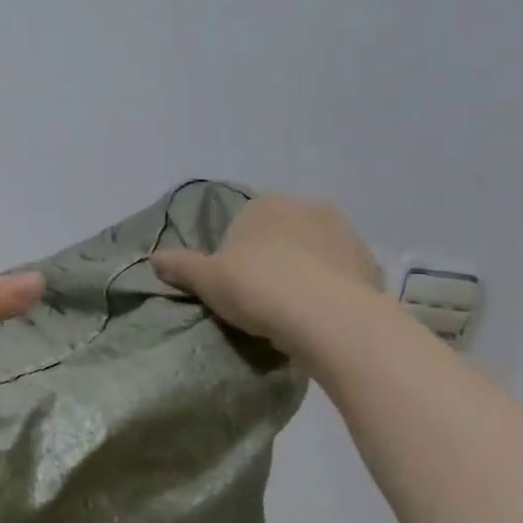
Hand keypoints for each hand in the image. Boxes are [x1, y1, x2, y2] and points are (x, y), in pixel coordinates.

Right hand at [151, 194, 380, 350]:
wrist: (328, 318)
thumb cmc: (257, 288)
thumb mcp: (206, 280)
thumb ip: (180, 266)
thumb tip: (153, 258)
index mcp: (266, 204)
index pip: (243, 224)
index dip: (235, 255)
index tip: (233, 284)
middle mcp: (308, 207)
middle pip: (280, 234)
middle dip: (272, 258)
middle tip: (260, 297)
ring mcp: (344, 233)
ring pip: (313, 252)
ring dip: (303, 272)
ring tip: (291, 310)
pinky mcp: (369, 263)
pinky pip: (340, 274)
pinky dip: (329, 288)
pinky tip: (318, 315)